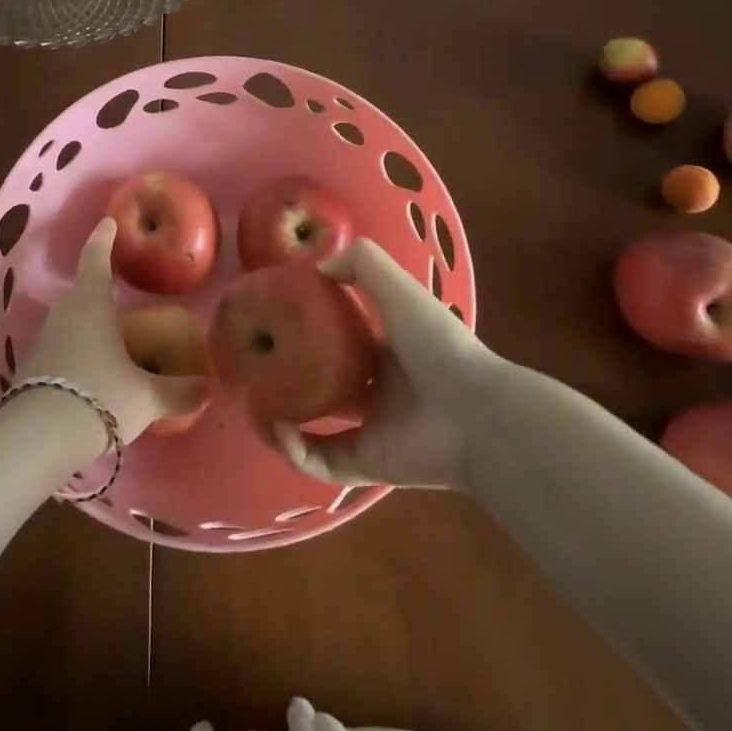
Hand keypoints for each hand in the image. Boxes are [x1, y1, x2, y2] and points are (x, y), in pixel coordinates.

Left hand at [19, 219, 209, 443]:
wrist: (38, 438)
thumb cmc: (100, 397)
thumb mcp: (147, 397)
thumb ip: (180, 391)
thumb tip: (207, 388)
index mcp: (91, 304)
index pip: (96, 259)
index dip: (103, 239)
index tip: (107, 223)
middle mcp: (64, 314)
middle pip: (82, 293)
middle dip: (100, 291)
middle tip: (122, 297)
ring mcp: (42, 341)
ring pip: (70, 323)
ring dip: (88, 326)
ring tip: (111, 342)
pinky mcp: (31, 370)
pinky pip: (60, 349)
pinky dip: (76, 353)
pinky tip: (91, 375)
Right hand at [276, 239, 502, 490]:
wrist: (475, 413)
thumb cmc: (436, 344)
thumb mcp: (398, 288)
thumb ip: (362, 264)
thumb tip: (317, 268)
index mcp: (388, 350)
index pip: (344, 340)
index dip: (313, 331)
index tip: (279, 320)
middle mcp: (378, 390)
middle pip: (326, 383)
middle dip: (293, 377)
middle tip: (259, 367)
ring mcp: (372, 430)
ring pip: (318, 427)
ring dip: (286, 418)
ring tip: (256, 402)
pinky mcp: (367, 465)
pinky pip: (321, 462)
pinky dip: (296, 451)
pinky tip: (278, 431)